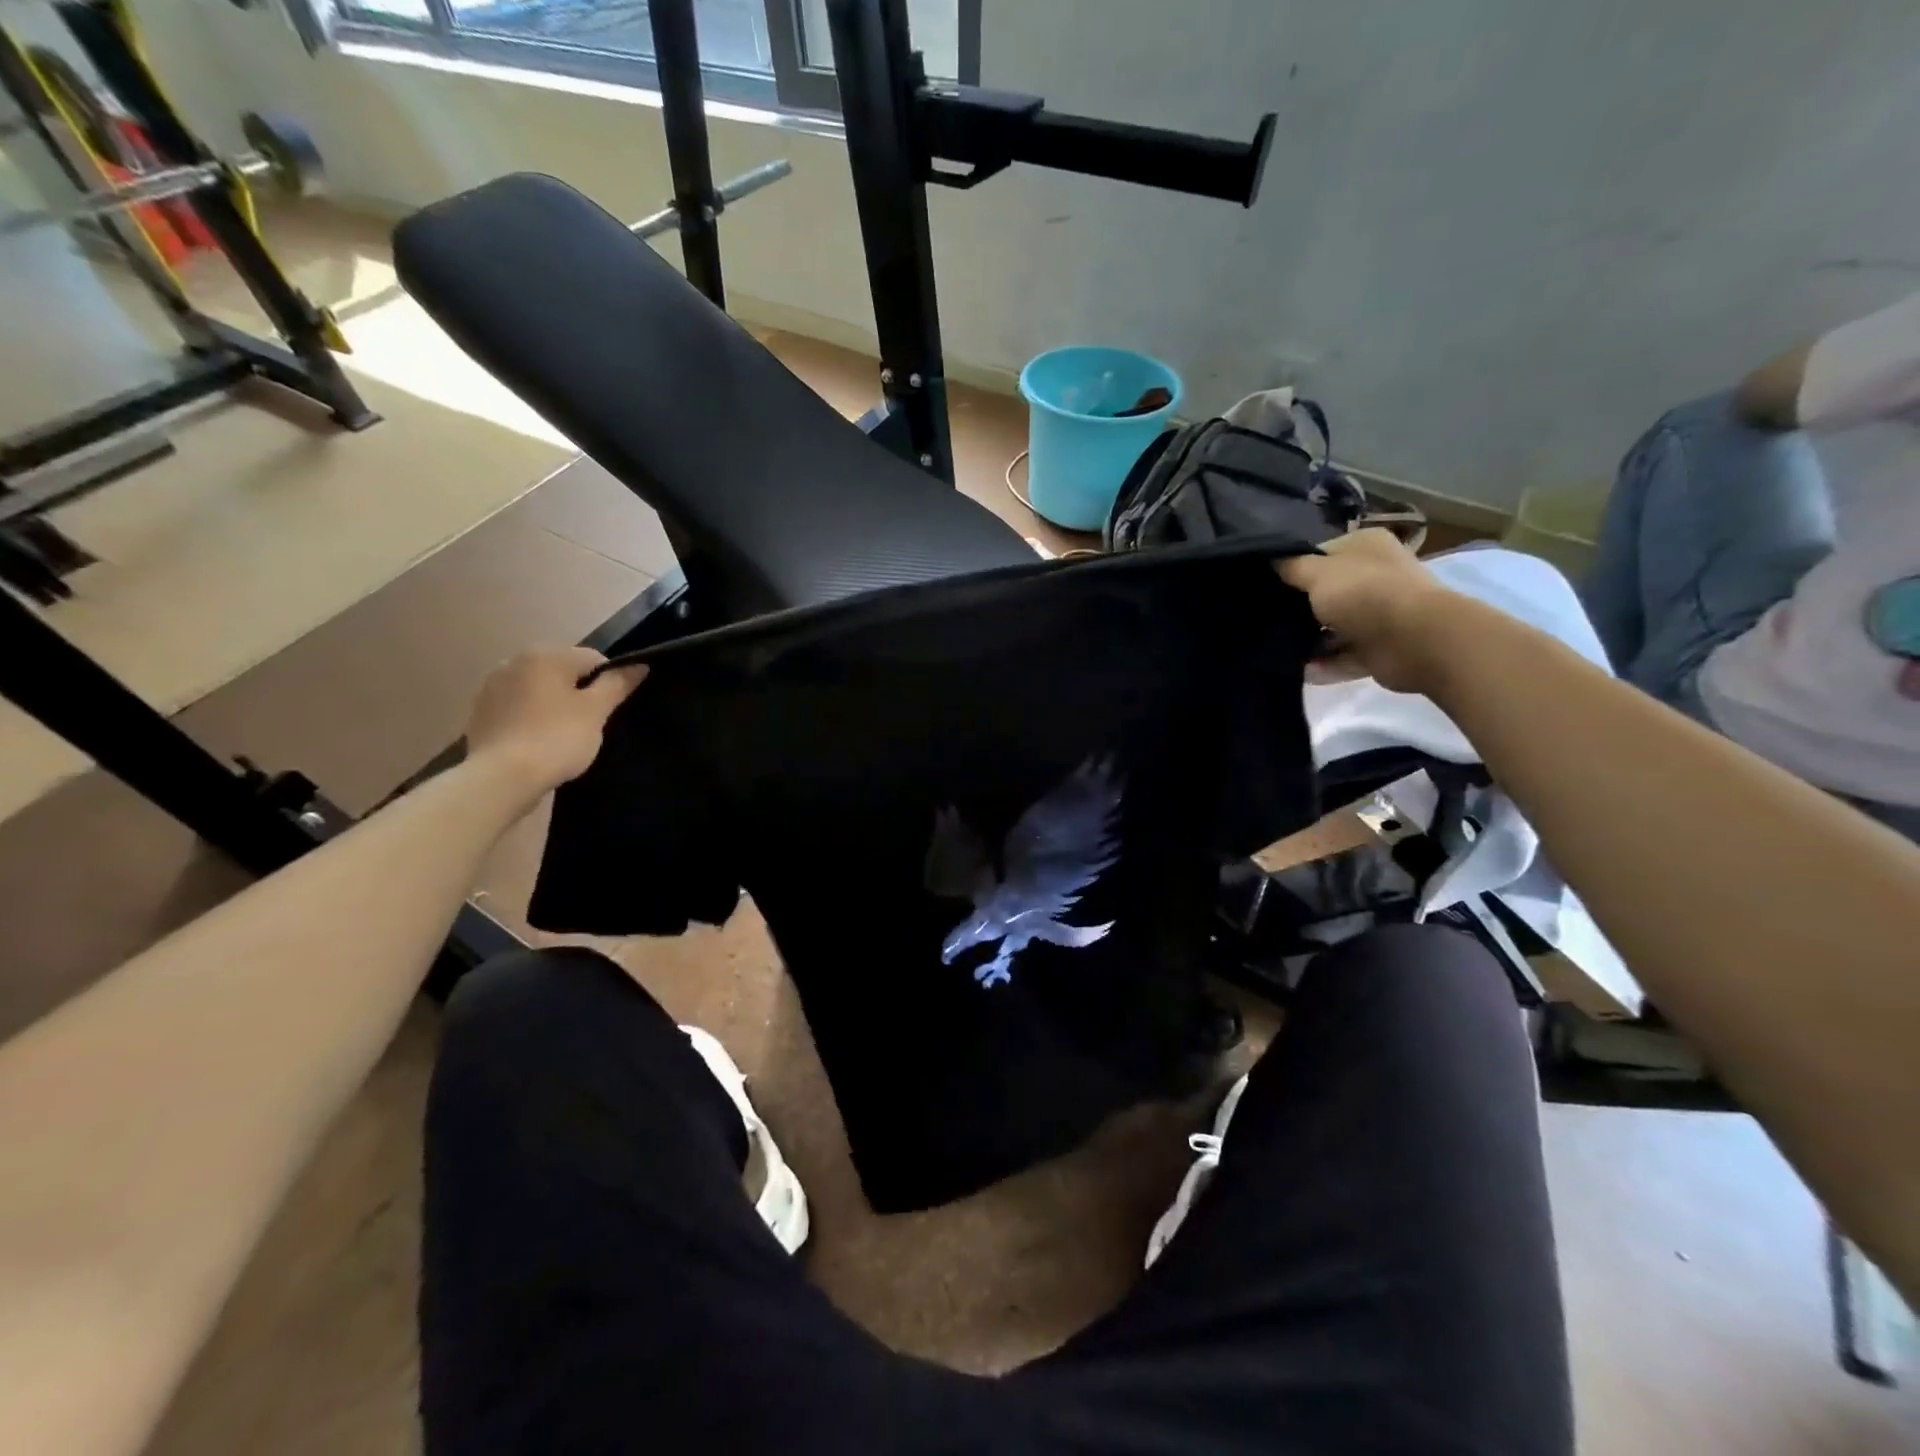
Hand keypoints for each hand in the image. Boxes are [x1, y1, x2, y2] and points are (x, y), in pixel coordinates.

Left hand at [464, 648, 647, 794]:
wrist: (501, 778)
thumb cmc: (556, 738)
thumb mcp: (596, 711)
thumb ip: (618, 684)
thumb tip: (639, 665)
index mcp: (545, 655)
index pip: (593, 658)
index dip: (609, 683)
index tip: (608, 711)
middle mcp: (514, 662)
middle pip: (563, 672)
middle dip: (579, 693)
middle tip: (587, 725)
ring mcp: (492, 687)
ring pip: (539, 690)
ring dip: (553, 705)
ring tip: (561, 736)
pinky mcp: (480, 713)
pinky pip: (518, 708)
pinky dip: (531, 719)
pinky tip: (537, 742)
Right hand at [1277, 529, 1452, 693]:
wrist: (1415, 641)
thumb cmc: (1364, 594)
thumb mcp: (1316, 573)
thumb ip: (1290, 567)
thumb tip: (1271, 561)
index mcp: (1365, 547)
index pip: (1319, 555)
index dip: (1293, 569)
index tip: (1266, 587)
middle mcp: (1375, 576)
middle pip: (1326, 592)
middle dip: (1299, 608)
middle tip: (1266, 620)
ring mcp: (1380, 613)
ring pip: (1334, 627)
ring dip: (1310, 640)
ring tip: (1277, 649)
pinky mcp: (1380, 648)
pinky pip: (1344, 655)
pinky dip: (1325, 664)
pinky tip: (1300, 671)